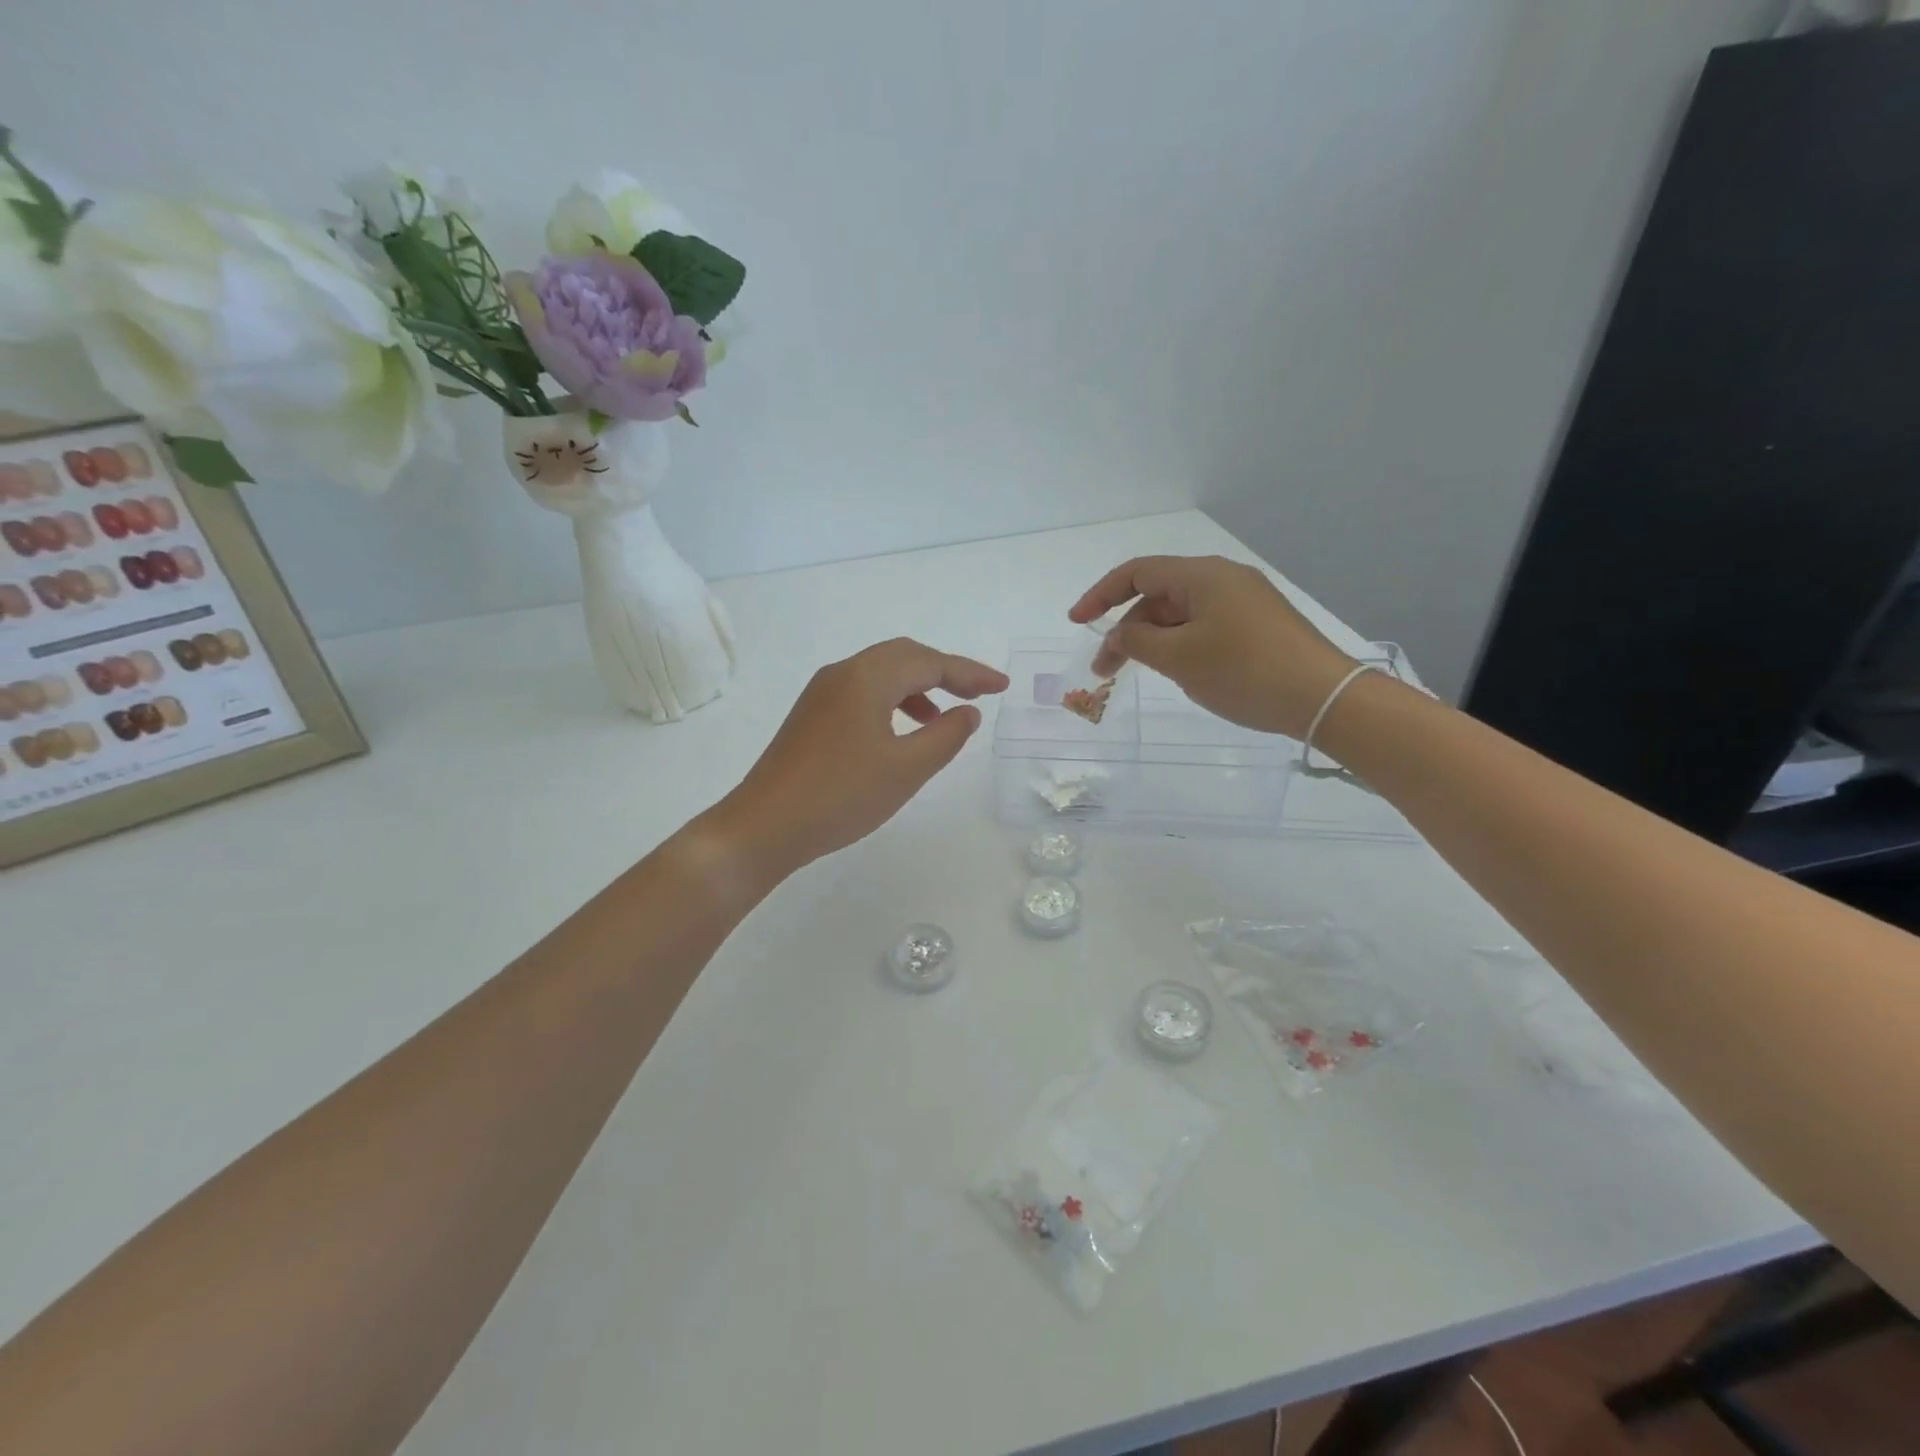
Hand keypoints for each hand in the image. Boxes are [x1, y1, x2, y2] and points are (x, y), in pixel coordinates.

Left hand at [716, 638, 1008, 876]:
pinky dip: (892, 701)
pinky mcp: (811, 715)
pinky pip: (863, 692)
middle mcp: (842, 673)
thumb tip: (967, 712)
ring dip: (918, 686)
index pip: (930, 662)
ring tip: (943, 716)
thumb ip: (946, 736)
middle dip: (945, 671)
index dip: (970, 673)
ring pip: (881, 674)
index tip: (1002, 687)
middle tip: (979, 693)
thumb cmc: (842, 795)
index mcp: (867, 678)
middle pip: (904, 656)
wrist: (764, 826)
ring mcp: (821, 693)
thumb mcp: (907, 769)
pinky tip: (901, 732)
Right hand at [1069, 555, 1354, 738]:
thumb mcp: (1179, 659)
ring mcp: (1244, 601)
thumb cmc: (1244, 671)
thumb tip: (1120, 636)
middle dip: (1126, 629)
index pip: (1137, 572)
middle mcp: (1223, 579)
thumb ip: (1137, 642)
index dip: (1100, 595)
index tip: (1076, 622)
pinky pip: (1203, 625)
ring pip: (1181, 614)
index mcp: (1202, 575)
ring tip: (1140, 674)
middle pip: (1158, 595)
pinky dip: (1179, 644)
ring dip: (1152, 640)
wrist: (1323, 698)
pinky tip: (1177, 671)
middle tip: (1105, 670)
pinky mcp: (1258, 624)